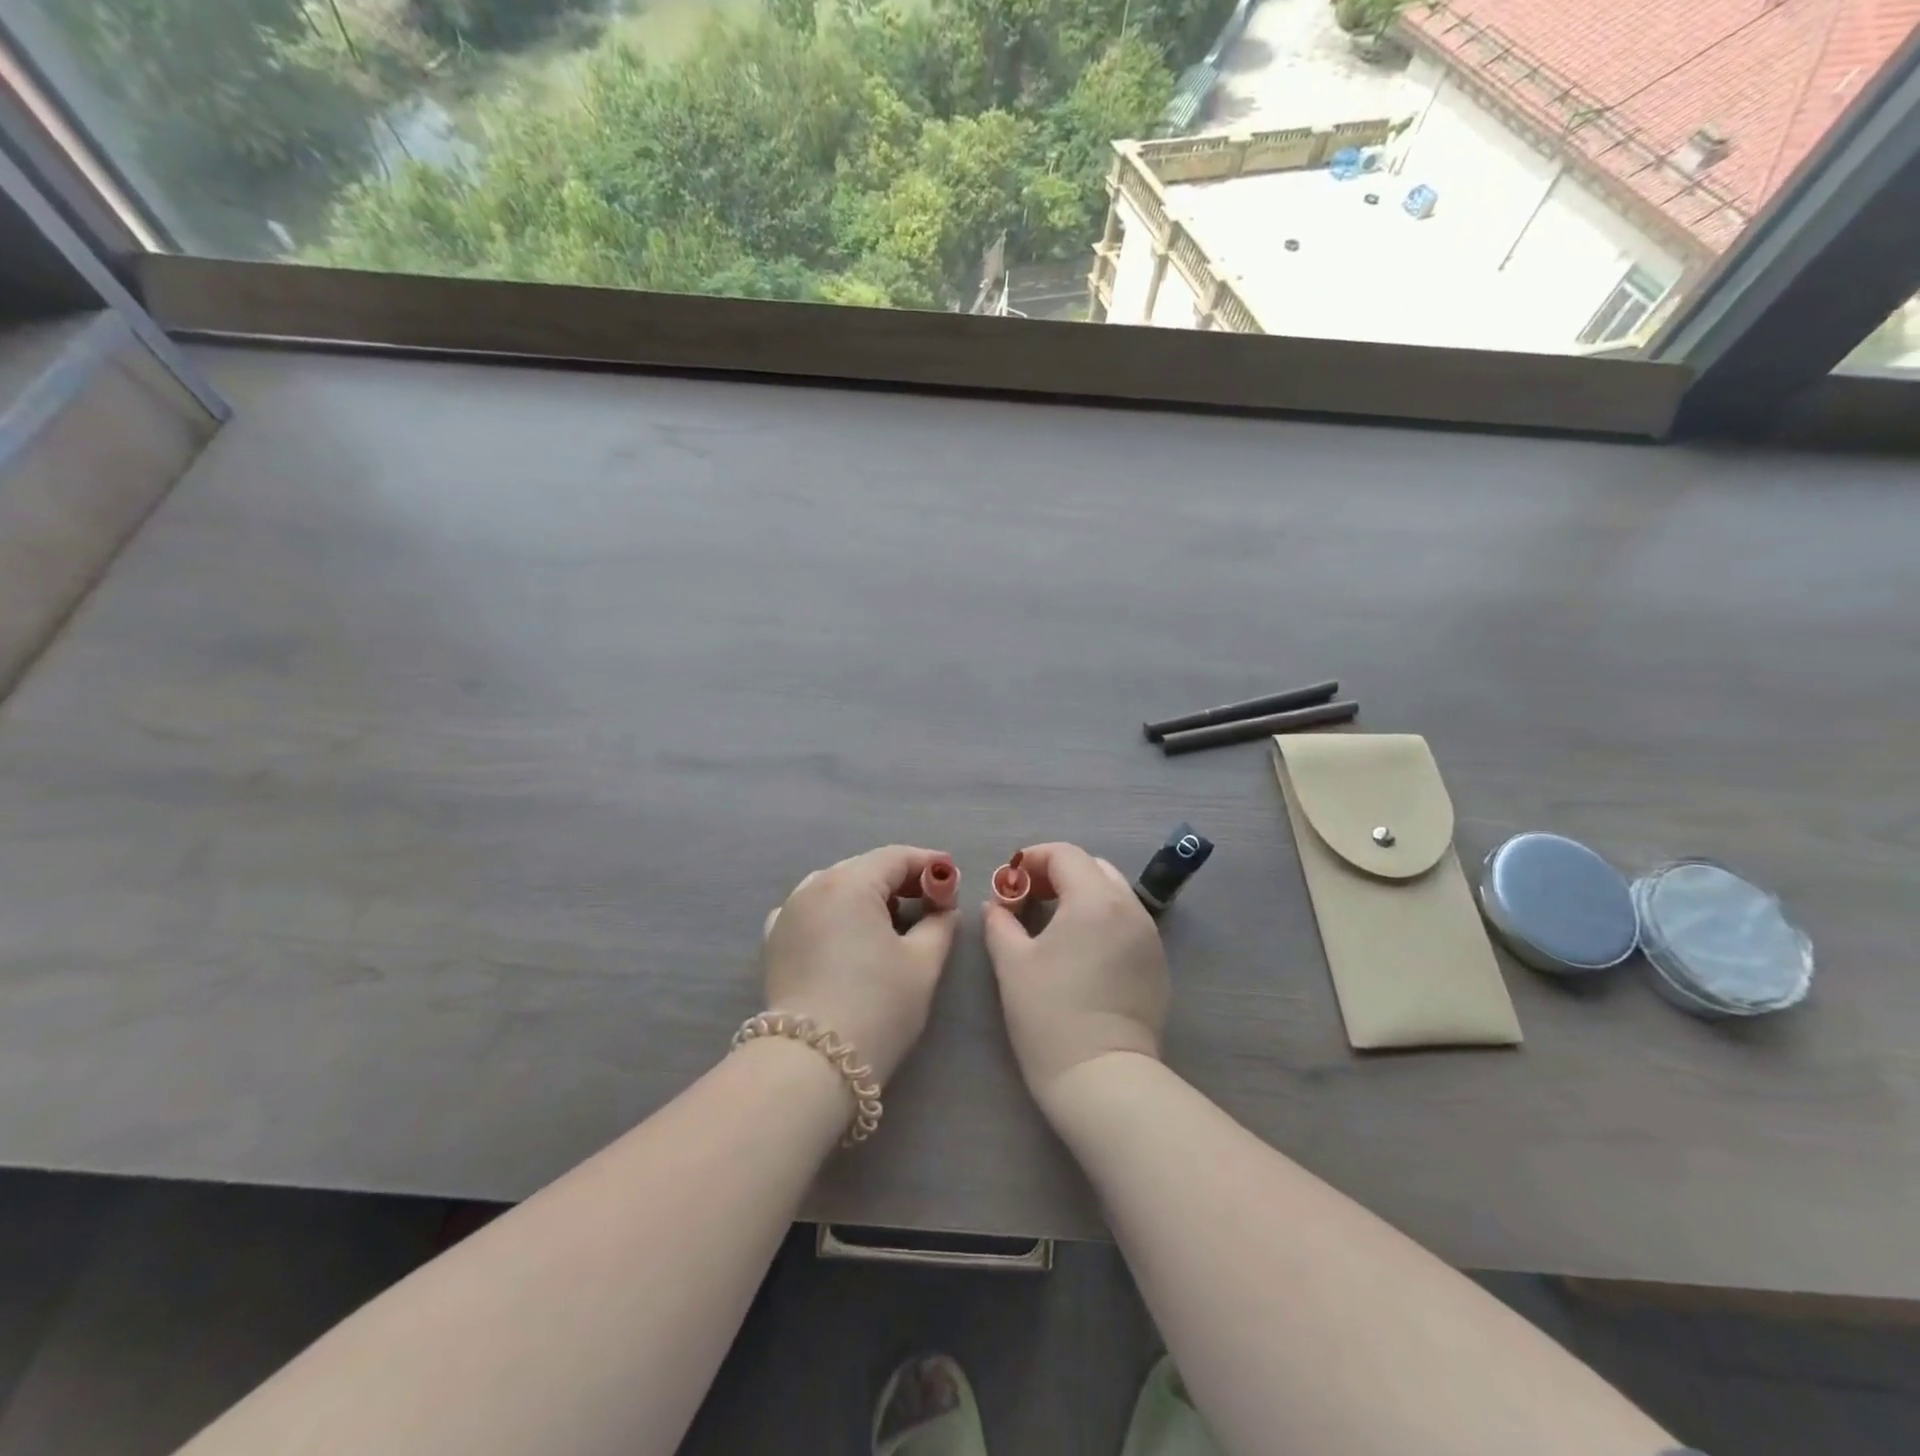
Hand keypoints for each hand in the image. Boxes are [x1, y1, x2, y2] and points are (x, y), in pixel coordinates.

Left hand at [762, 846, 959, 1084]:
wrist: (812, 1063)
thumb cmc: (877, 1006)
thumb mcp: (922, 963)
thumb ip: (939, 924)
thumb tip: (944, 909)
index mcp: (850, 883)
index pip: (895, 857)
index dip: (928, 863)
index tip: (952, 875)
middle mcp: (813, 886)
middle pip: (863, 867)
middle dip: (899, 878)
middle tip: (930, 898)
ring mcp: (788, 912)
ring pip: (834, 885)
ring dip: (866, 892)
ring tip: (892, 916)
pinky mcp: (774, 940)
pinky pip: (809, 908)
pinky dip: (834, 910)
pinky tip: (847, 931)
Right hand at [982, 842, 1169, 1113]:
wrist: (1102, 1078)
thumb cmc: (1049, 1015)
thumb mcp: (1012, 963)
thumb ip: (1000, 922)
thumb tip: (997, 905)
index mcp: (1095, 900)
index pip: (1065, 855)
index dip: (1033, 859)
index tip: (1009, 880)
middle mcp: (1130, 908)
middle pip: (1093, 868)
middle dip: (1058, 874)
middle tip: (1029, 898)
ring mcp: (1149, 936)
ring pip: (1114, 894)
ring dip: (1082, 895)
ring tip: (1053, 924)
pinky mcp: (1157, 964)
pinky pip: (1127, 922)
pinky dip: (1102, 920)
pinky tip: (1081, 951)